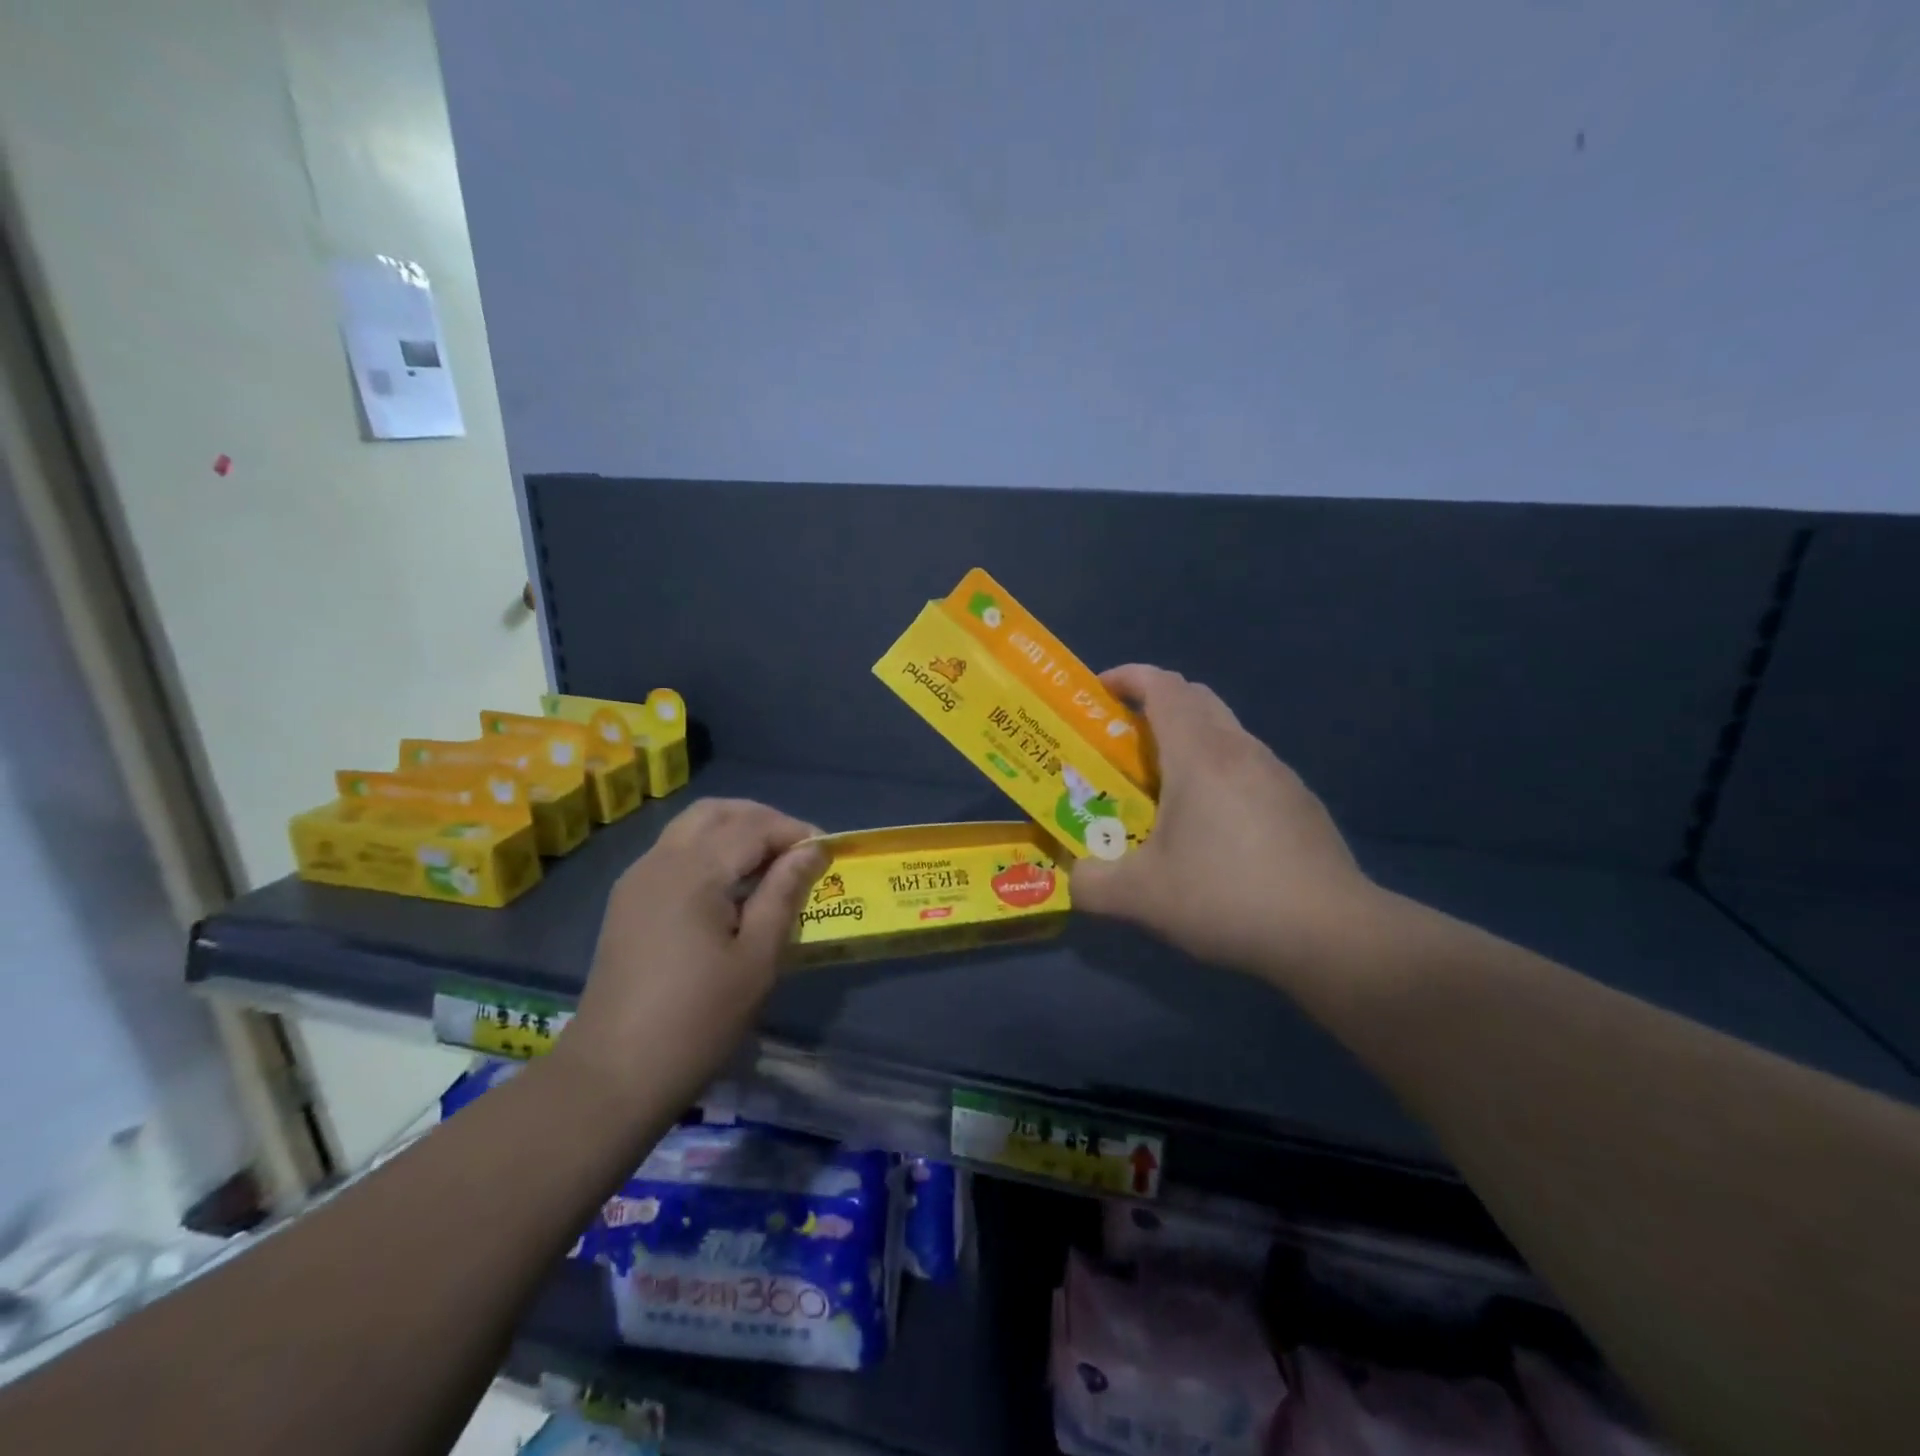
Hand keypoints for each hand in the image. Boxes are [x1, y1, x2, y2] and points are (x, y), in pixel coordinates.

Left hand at [558, 799, 824, 1110]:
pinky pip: (673, 852)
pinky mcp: (627, 901)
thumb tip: (811, 851)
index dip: (794, 832)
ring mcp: (637, 880)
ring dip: (734, 831)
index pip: (752, 827)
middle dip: (762, 820)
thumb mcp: (756, 959)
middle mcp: (660, 861)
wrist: (613, 1075)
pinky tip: (730, 886)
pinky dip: (708, 850)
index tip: (828, 851)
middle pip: (716, 812)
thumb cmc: (697, 1020)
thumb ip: (783, 894)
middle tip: (797, 849)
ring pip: (691, 827)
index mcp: (693, 872)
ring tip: (769, 864)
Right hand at [1070, 665, 1381, 988]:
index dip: (1129, 677)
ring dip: (1188, 740)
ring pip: (1226, 732)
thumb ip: (1091, 883)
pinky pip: (1248, 766)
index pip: (1163, 687)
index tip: (1098, 690)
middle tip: (1123, 741)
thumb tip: (1076, 878)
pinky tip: (1212, 826)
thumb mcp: (1141, 897)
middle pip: (1196, 698)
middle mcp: (1241, 750)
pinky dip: (1218, 771)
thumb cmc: (1227, 896)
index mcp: (1200, 755)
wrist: (1332, 934)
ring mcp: (1278, 774)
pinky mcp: (1300, 802)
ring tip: (1162, 787)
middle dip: (1155, 704)